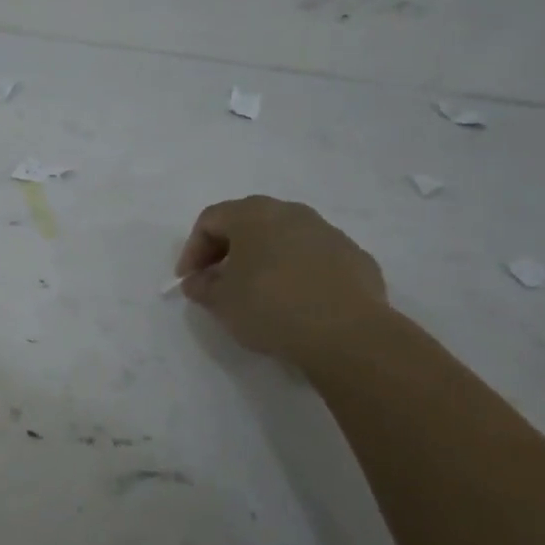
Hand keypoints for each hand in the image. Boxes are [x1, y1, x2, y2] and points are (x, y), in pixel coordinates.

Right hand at [175, 196, 387, 364]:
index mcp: (253, 214)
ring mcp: (327, 232)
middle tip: (217, 282)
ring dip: (264, 259)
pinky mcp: (354, 257)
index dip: (192, 250)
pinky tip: (296, 302)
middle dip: (228, 251)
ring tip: (258, 293)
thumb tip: (198, 281)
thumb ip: (202, 287)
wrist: (346, 332)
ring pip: (284, 238)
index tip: (189, 281)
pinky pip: (314, 258)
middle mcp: (291, 212)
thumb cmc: (270, 307)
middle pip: (248, 222)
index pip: (210, 220)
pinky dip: (297, 272)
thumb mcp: (221, 302)